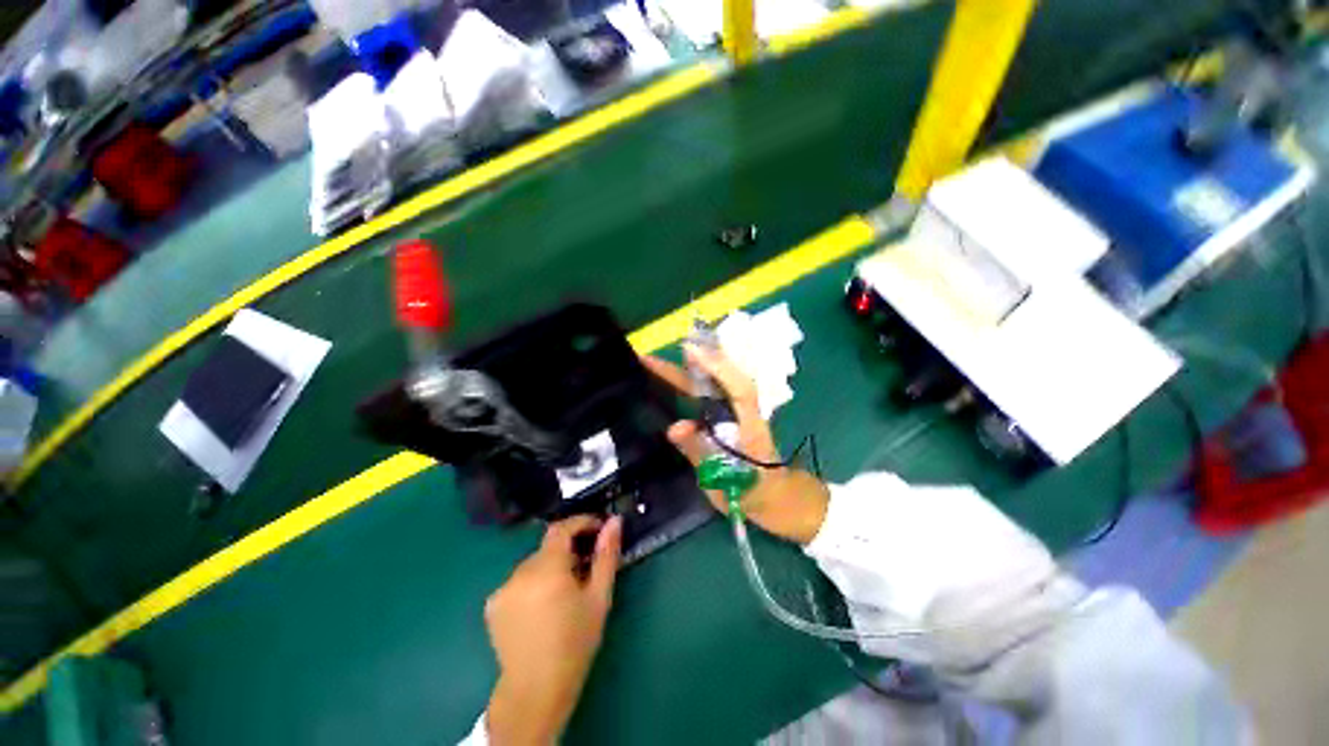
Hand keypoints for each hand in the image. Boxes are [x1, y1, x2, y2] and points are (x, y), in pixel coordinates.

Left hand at [485, 515, 621, 744]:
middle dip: (568, 550)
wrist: (535, 691)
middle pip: (548, 547)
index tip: (598, 529)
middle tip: (585, 568)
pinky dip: (533, 583)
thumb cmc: (575, 643)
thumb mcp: (599, 598)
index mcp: (548, 568)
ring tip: (564, 593)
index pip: (562, 528)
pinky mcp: (492, 604)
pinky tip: (541, 608)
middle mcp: (521, 572)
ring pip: (534, 564)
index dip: (581, 522)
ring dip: (551, 568)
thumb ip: (606, 555)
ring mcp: (503, 588)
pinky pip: (519, 581)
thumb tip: (614, 521)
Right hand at [642, 344, 829, 544]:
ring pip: (713, 385)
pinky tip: (672, 382)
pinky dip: (690, 384)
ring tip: (654, 365)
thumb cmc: (755, 494)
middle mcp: (745, 410)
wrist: (778, 500)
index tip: (689, 350)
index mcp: (751, 423)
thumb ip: (700, 452)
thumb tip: (673, 427)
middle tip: (650, 359)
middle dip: (688, 365)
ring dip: (686, 371)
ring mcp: (737, 412)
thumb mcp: (726, 480)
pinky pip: (710, 395)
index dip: (716, 366)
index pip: (737, 387)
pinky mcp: (731, 417)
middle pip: (720, 379)